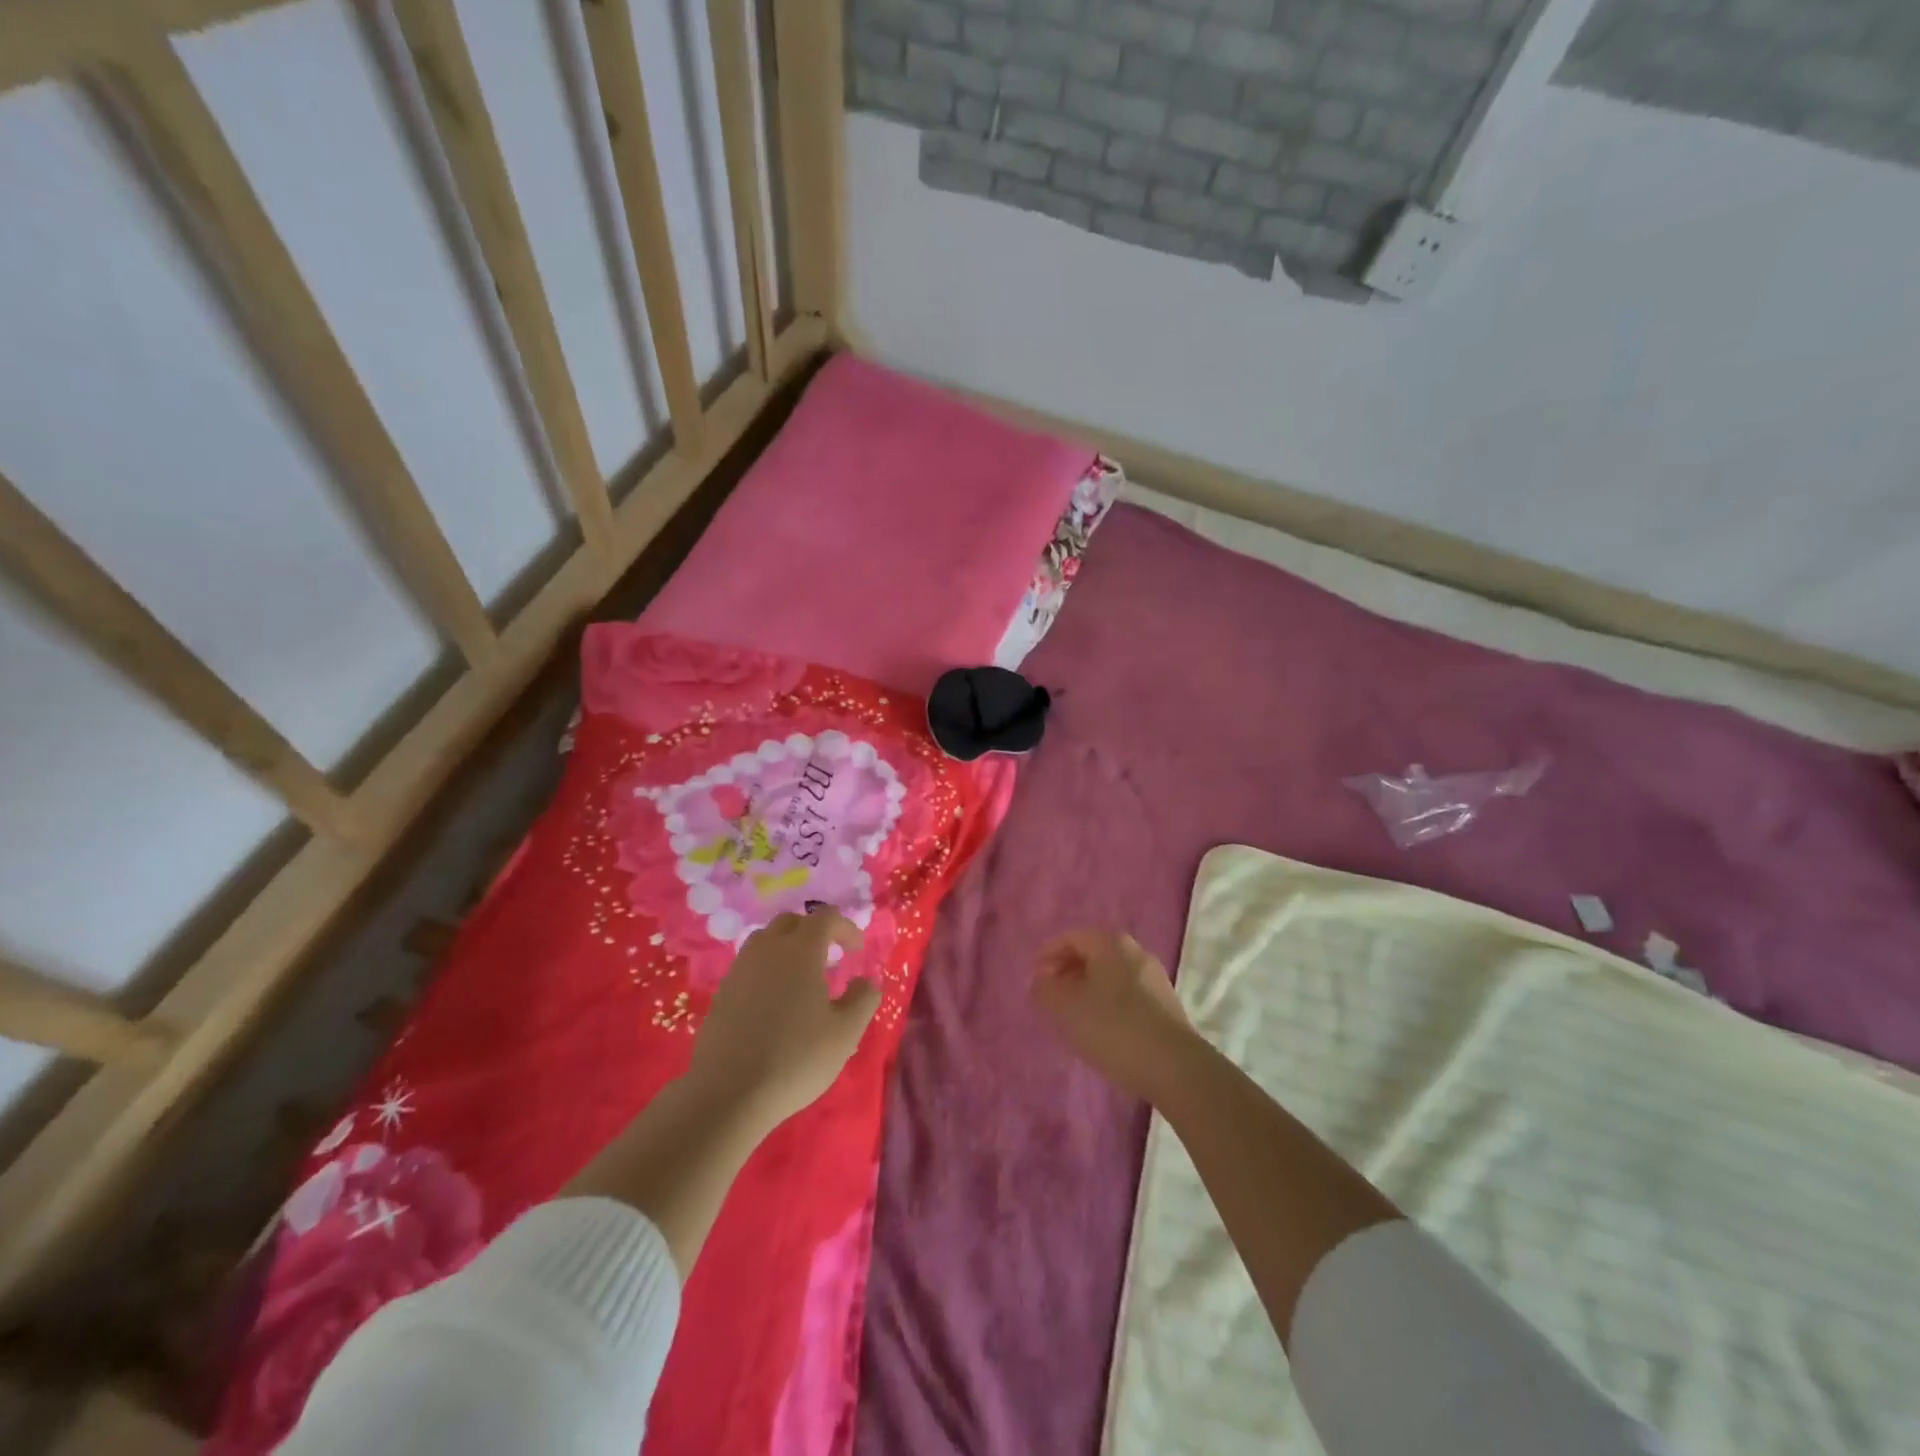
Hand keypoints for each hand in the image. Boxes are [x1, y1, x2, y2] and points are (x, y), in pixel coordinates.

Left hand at [687, 909, 879, 1131]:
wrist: (727, 1093)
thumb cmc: (795, 1058)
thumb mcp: (845, 1033)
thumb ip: (863, 1000)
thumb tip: (866, 981)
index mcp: (801, 951)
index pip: (825, 917)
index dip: (845, 928)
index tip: (856, 951)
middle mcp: (768, 950)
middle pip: (791, 922)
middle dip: (814, 931)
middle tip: (830, 957)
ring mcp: (740, 969)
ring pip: (765, 940)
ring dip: (787, 947)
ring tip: (802, 977)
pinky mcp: (722, 992)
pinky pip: (749, 965)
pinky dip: (767, 969)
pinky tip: (775, 1001)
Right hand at [1031, 930, 1196, 1100]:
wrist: (1174, 1068)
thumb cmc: (1113, 1028)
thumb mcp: (1067, 1008)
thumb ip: (1046, 990)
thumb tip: (1042, 981)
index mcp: (1111, 944)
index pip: (1072, 937)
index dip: (1048, 954)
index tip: (1033, 978)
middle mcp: (1136, 952)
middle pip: (1093, 953)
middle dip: (1067, 971)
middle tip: (1049, 996)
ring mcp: (1154, 979)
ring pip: (1110, 975)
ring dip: (1087, 989)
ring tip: (1071, 1015)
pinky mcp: (1165, 1006)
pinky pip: (1126, 994)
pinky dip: (1106, 1003)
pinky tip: (1099, 1028)